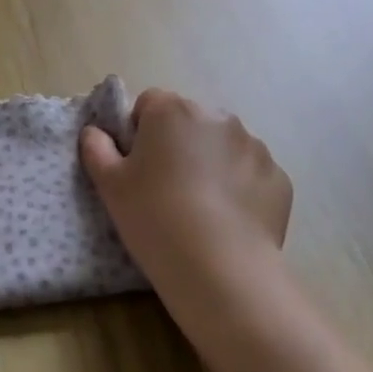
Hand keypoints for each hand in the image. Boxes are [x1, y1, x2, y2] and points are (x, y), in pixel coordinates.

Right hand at [80, 89, 291, 339]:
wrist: (219, 268)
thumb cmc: (154, 217)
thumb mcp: (110, 185)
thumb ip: (96, 149)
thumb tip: (94, 132)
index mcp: (172, 110)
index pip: (150, 104)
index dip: (140, 132)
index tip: (138, 166)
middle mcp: (217, 117)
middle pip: (190, 122)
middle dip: (179, 145)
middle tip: (167, 189)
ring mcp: (253, 146)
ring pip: (223, 147)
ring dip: (211, 164)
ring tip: (201, 209)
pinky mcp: (278, 177)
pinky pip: (251, 174)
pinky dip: (240, 189)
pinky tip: (228, 221)